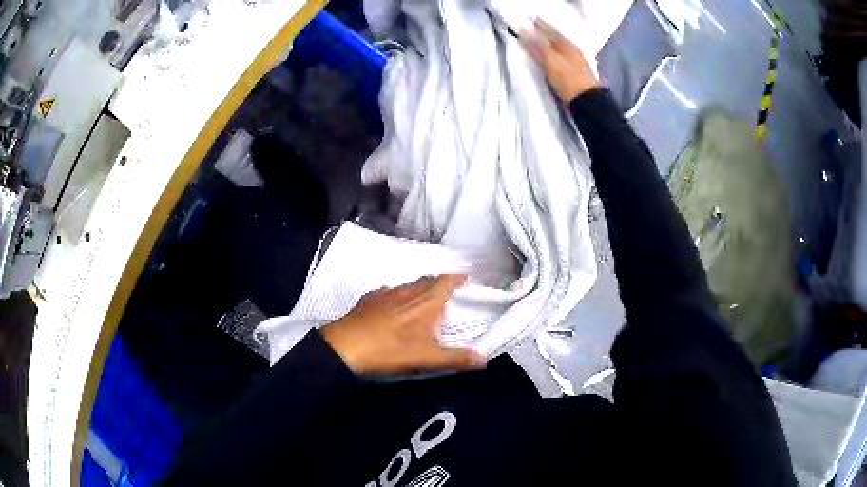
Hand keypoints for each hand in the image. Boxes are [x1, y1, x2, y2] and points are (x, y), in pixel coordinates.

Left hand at [320, 275, 487, 375]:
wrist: (345, 345)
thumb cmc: (390, 350)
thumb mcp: (426, 358)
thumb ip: (456, 358)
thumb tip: (485, 358)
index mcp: (426, 302)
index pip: (446, 281)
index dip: (458, 277)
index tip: (466, 278)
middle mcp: (408, 291)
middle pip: (428, 281)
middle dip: (440, 284)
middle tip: (447, 295)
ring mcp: (386, 293)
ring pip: (409, 286)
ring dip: (420, 290)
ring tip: (423, 303)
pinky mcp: (369, 298)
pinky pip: (390, 292)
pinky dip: (399, 297)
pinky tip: (394, 309)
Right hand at [521, 19, 599, 101]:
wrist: (587, 101)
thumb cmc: (568, 79)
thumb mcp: (550, 61)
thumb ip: (538, 46)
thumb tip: (525, 30)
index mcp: (566, 44)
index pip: (550, 31)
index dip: (540, 26)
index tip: (530, 21)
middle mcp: (573, 49)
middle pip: (557, 38)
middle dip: (546, 33)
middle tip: (534, 28)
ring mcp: (577, 61)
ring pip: (561, 47)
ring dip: (551, 43)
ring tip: (542, 41)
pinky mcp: (578, 72)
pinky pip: (565, 57)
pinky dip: (557, 53)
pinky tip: (554, 56)